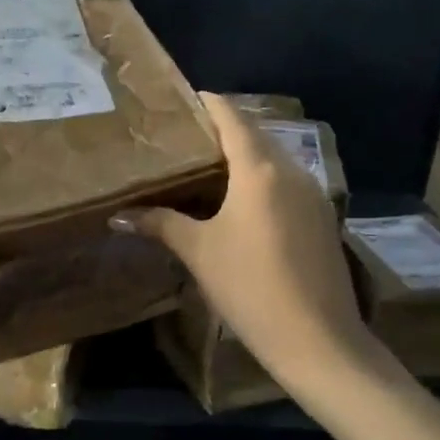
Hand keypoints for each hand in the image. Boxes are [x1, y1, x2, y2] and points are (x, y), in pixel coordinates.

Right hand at [114, 93, 368, 393]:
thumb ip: (160, 224)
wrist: (317, 340)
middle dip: (222, 129)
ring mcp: (312, 194)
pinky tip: (238, 200)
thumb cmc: (250, 286)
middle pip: (255, 135)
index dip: (208, 103)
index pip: (232, 118)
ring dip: (243, 155)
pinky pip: (285, 182)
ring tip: (205, 164)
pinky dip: (260, 179)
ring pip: (273, 160)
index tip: (182, 98)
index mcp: (260, 170)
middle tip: (184, 135)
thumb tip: (118, 215)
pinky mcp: (321, 218)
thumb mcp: (199, 252)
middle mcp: (291, 171)